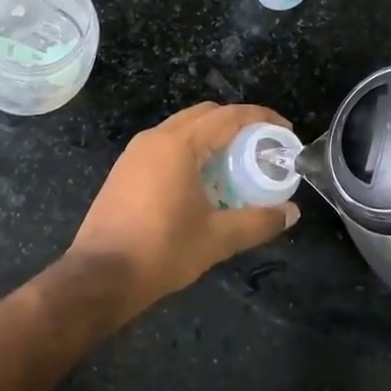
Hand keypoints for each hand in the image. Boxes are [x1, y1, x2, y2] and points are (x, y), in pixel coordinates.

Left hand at [66, 102, 299, 320]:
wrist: (99, 276)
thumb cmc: (161, 251)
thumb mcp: (217, 238)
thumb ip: (257, 222)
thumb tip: (291, 213)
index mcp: (180, 144)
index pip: (228, 116)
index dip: (260, 118)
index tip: (284, 130)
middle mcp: (157, 137)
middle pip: (205, 114)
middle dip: (236, 122)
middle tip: (261, 145)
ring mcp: (136, 151)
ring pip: (183, 127)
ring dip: (211, 135)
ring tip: (235, 161)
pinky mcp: (125, 168)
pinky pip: (166, 143)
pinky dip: (190, 148)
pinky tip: (201, 178)